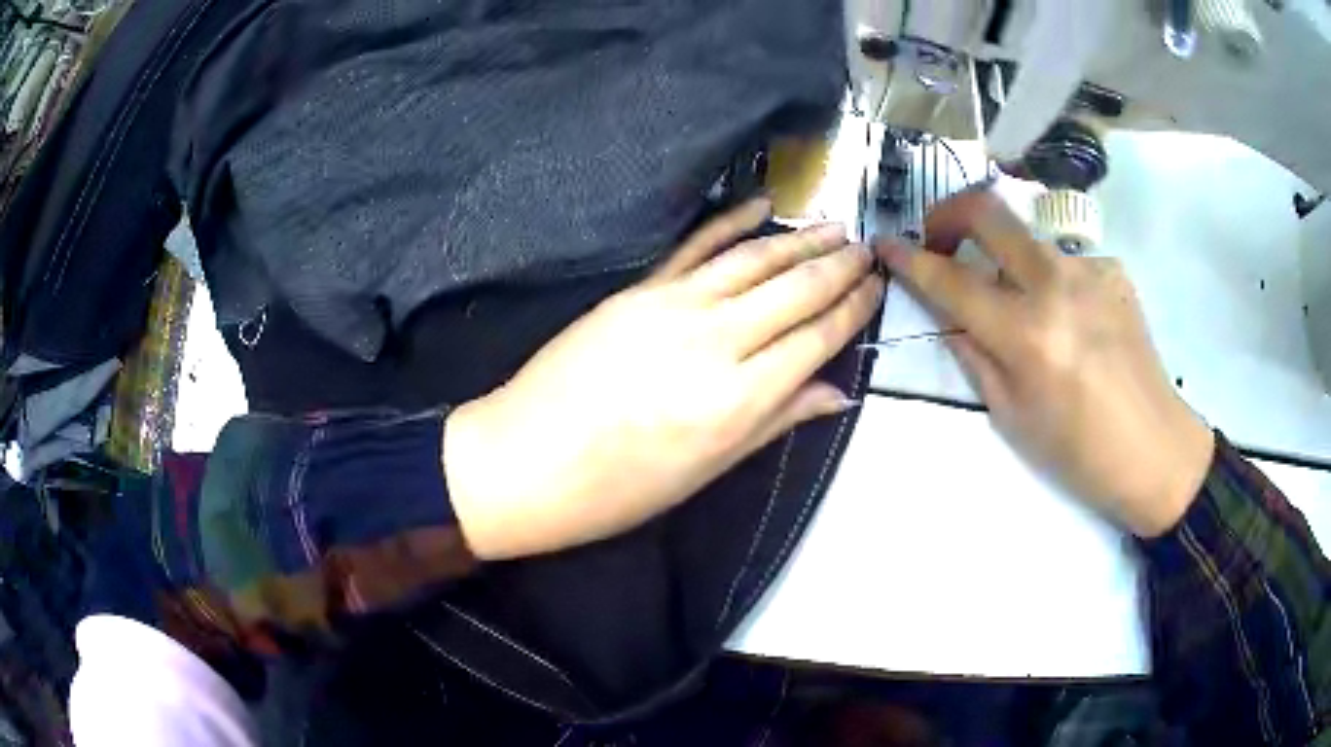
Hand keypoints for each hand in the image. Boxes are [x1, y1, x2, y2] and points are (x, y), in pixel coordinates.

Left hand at [445, 200, 882, 559]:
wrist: (525, 461)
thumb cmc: (618, 489)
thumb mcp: (707, 471)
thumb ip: (775, 421)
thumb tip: (837, 393)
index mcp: (737, 400)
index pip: (814, 339)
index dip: (852, 310)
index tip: (877, 287)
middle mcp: (714, 343)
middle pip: (793, 292)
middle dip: (837, 267)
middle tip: (867, 248)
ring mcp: (671, 307)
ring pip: (752, 262)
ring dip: (798, 241)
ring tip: (834, 227)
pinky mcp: (637, 291)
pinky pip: (694, 249)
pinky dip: (730, 223)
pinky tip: (761, 207)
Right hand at [879, 190, 1214, 537]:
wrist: (1156, 450)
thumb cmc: (1079, 452)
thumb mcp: (1012, 416)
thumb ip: (974, 354)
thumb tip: (948, 313)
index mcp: (1027, 333)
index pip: (951, 279)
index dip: (911, 259)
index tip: (886, 244)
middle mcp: (1056, 284)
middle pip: (988, 211)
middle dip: (949, 214)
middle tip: (940, 240)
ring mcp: (1090, 270)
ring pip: (1027, 240)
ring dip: (1006, 261)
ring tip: (1021, 307)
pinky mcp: (1113, 270)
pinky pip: (1064, 263)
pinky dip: (1050, 283)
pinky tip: (1069, 322)